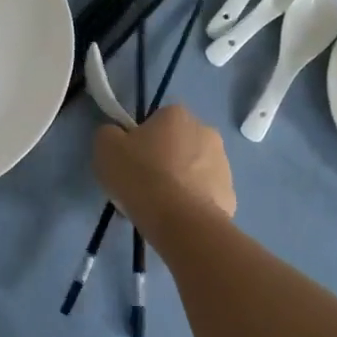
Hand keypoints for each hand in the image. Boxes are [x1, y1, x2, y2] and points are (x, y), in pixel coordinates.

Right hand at [94, 104, 235, 219]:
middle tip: (143, 185)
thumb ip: (109, 134)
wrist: (180, 221)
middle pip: (178, 144)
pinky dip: (193, 204)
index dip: (141, 142)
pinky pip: (205, 196)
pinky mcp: (230, 195)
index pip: (156, 122)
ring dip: (180, 182)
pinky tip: (177, 220)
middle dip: (164, 161)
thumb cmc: (140, 176)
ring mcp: (223, 164)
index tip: (131, 162)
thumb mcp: (106, 148)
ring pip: (194, 170)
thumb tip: (117, 137)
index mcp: (176, 115)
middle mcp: (206, 131)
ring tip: (159, 208)